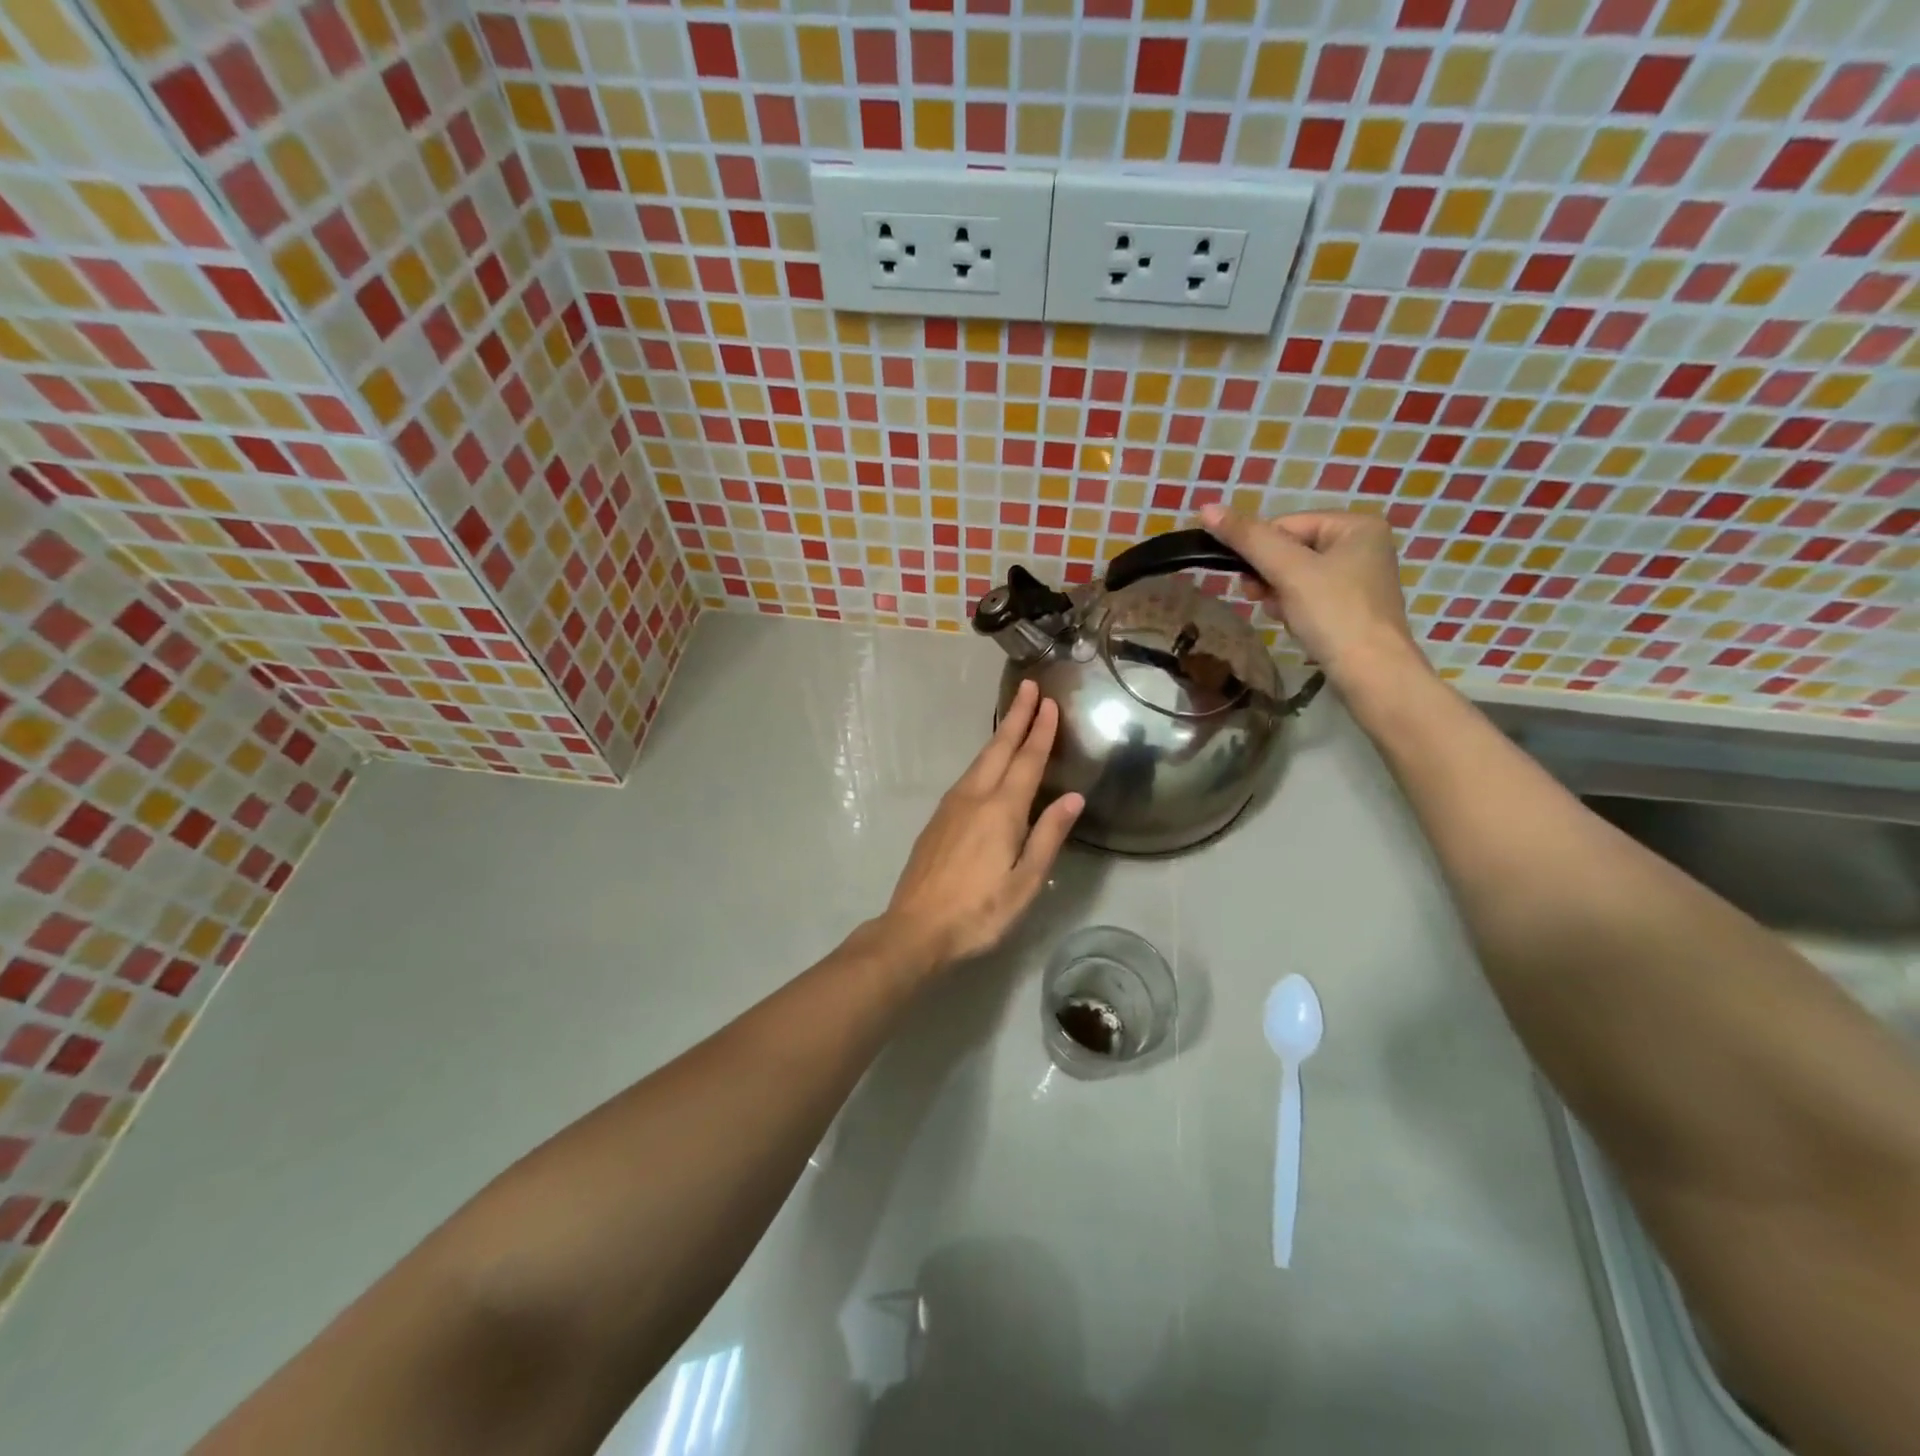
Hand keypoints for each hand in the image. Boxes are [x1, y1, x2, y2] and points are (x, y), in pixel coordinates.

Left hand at [883, 681, 1083, 965]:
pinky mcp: (938, 819)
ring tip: (1014, 717)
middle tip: (1028, 687)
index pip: (1027, 760)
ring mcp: (951, 806)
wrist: (915, 928)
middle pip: (999, 748)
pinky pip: (967, 776)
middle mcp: (974, 797)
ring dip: (1000, 735)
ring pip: (980, 760)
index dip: (1040, 731)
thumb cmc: (978, 912)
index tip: (1048, 702)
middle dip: (1016, 716)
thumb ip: (1048, 836)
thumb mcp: (1024, 882)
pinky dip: (985, 758)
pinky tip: (989, 764)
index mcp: (1001, 810)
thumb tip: (1073, 797)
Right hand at [1199, 505, 1423, 688]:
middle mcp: (1363, 545)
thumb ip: (1248, 538)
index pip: (1286, 525)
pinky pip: (1309, 597)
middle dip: (1270, 576)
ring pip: (1296, 576)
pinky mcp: (1352, 608)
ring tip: (1280, 615)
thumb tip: (1207, 509)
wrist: (1371, 674)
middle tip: (1258, 598)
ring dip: (1278, 594)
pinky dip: (1294, 609)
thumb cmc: (1333, 614)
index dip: (1260, 552)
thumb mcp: (1288, 571)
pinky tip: (1294, 625)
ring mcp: (1359, 578)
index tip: (1249, 580)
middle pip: (1291, 550)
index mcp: (1356, 525)